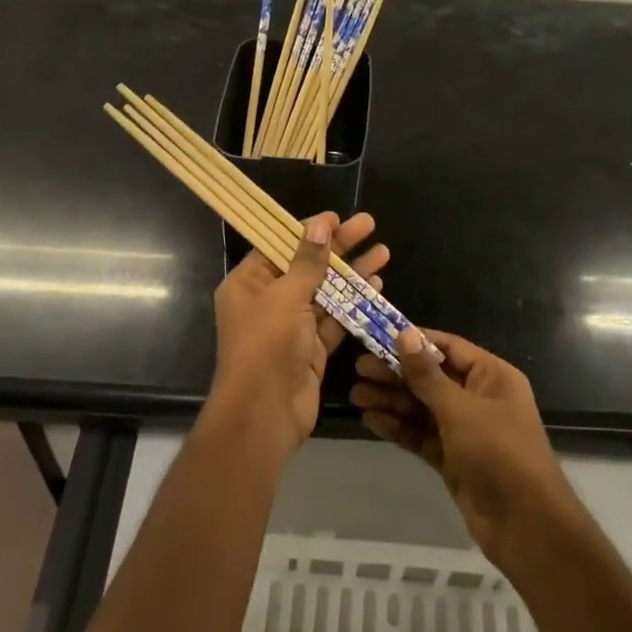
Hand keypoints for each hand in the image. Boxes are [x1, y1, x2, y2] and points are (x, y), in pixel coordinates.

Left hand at [207, 211, 388, 456]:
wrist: (264, 414)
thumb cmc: (266, 347)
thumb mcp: (285, 297)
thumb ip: (307, 262)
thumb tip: (319, 225)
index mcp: (248, 284)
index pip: (279, 246)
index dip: (308, 230)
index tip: (337, 217)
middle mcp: (268, 301)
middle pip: (307, 265)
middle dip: (339, 246)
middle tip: (369, 224)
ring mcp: (292, 326)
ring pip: (326, 291)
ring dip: (353, 273)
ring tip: (383, 252)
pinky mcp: (313, 348)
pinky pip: (335, 319)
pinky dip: (354, 303)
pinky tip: (377, 286)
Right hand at [350, 329, 577, 570]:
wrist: (526, 525)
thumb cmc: (499, 454)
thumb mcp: (461, 410)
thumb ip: (427, 375)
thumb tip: (405, 334)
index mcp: (492, 377)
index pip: (448, 348)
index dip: (414, 341)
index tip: (377, 335)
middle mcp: (479, 398)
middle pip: (431, 378)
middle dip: (396, 373)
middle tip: (358, 369)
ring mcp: (465, 430)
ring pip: (422, 408)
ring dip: (392, 400)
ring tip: (356, 395)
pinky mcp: (453, 458)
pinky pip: (421, 435)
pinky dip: (399, 427)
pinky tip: (371, 420)